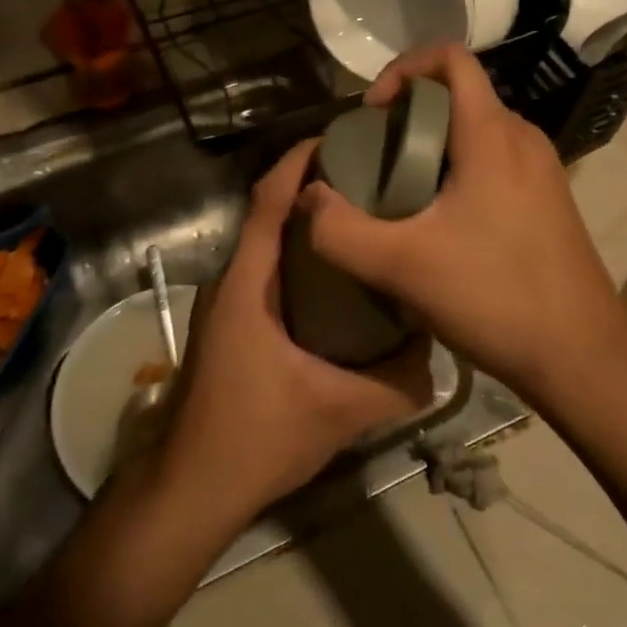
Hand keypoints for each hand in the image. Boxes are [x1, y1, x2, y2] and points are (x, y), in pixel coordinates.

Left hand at [159, 139, 433, 526]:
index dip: (298, 161)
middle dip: (312, 187)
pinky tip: (336, 280)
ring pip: (267, 244)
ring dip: (305, 224)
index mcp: (247, 283)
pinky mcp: (230, 324)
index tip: (341, 138)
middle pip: (268, 212)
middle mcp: (232, 280)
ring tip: (360, 219)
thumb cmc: (255, 437)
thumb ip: (395, 384)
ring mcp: (226, 303)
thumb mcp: (338, 411)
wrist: (189, 488)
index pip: (268, 199)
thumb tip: (437, 358)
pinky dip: (297, 258)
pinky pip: (266, 272)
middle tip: (369, 177)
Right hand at [295, 44, 626, 396]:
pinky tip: (440, 222)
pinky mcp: (547, 199)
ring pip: (476, 130)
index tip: (374, 113)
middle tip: (375, 157)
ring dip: (434, 144)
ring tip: (400, 190)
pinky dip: (459, 169)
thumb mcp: (402, 267)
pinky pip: (494, 160)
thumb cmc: (496, 296)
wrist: (584, 356)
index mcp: (492, 134)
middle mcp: (522, 138)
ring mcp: (541, 169)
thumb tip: (307, 198)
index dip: (403, 68)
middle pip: (459, 94)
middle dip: (410, 113)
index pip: (450, 58)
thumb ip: (341, 231)